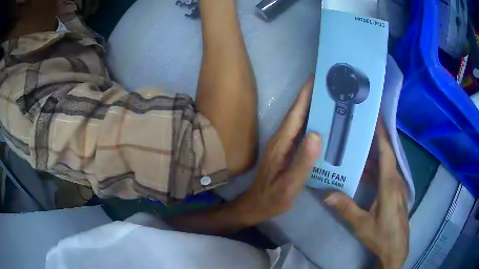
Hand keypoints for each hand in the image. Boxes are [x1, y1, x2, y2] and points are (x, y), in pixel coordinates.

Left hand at [235, 78, 321, 223]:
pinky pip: (300, 131)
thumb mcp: (289, 185)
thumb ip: (302, 162)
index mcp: (281, 143)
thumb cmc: (272, 198)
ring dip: (310, 107)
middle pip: (297, 113)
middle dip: (310, 96)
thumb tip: (316, 135)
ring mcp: (283, 145)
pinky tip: (320, 123)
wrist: (256, 205)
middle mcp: (281, 139)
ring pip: (298, 120)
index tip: (315, 79)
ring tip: (327, 98)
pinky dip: (309, 122)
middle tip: (327, 85)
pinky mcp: (286, 151)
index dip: (305, 95)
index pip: (295, 114)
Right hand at [324, 120, 408, 268]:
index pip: (387, 153)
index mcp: (390, 185)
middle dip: (375, 140)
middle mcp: (396, 181)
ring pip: (387, 165)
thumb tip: (326, 194)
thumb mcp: (362, 225)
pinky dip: (376, 170)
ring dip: (374, 157)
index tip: (376, 117)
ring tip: (358, 149)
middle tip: (360, 129)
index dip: (382, 134)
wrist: (396, 249)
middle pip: (387, 155)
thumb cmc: (381, 236)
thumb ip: (346, 208)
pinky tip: (364, 173)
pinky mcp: (396, 193)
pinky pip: (387, 175)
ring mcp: (398, 187)